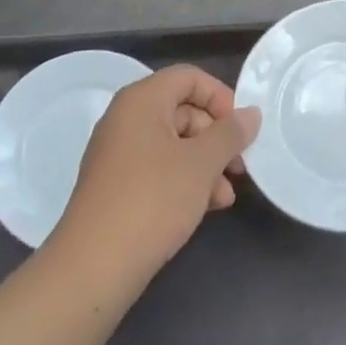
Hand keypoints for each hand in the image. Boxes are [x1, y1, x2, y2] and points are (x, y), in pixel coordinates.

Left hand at [53, 66, 261, 279]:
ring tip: (226, 195)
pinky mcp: (117, 187)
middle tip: (239, 166)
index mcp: (141, 101)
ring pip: (174, 144)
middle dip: (216, 137)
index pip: (188, 77)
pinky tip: (207, 207)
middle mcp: (126, 119)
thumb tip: (251, 113)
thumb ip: (230, 133)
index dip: (220, 96)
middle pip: (183, 110)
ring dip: (206, 164)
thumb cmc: (153, 199)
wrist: (94, 267)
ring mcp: (118, 154)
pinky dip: (185, 181)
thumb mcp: (201, 163)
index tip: (241, 128)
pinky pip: (159, 169)